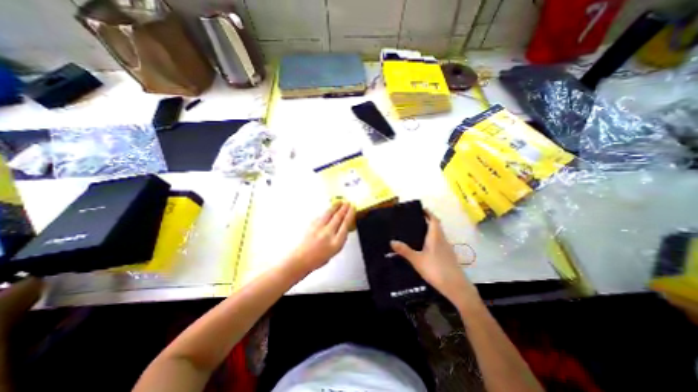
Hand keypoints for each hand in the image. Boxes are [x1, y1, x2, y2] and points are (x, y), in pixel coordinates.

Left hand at [290, 202, 354, 275]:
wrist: (301, 259)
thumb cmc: (318, 259)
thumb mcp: (335, 251)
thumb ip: (340, 238)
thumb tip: (343, 228)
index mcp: (336, 242)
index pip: (345, 224)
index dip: (350, 214)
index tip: (353, 208)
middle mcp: (328, 233)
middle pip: (338, 217)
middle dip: (344, 208)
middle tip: (348, 202)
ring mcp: (319, 228)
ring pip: (329, 214)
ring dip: (335, 207)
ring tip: (340, 202)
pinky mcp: (312, 225)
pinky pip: (321, 216)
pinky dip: (327, 212)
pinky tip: (329, 210)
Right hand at [387, 212, 480, 308]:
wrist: (456, 287)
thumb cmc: (436, 270)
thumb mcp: (417, 260)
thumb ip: (405, 251)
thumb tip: (391, 241)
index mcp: (436, 237)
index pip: (434, 220)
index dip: (428, 213)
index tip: (421, 209)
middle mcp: (442, 240)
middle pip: (436, 226)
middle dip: (427, 221)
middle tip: (415, 220)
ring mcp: (446, 249)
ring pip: (438, 235)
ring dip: (430, 231)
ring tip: (417, 232)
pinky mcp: (448, 257)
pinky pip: (439, 243)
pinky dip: (432, 240)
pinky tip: (424, 248)